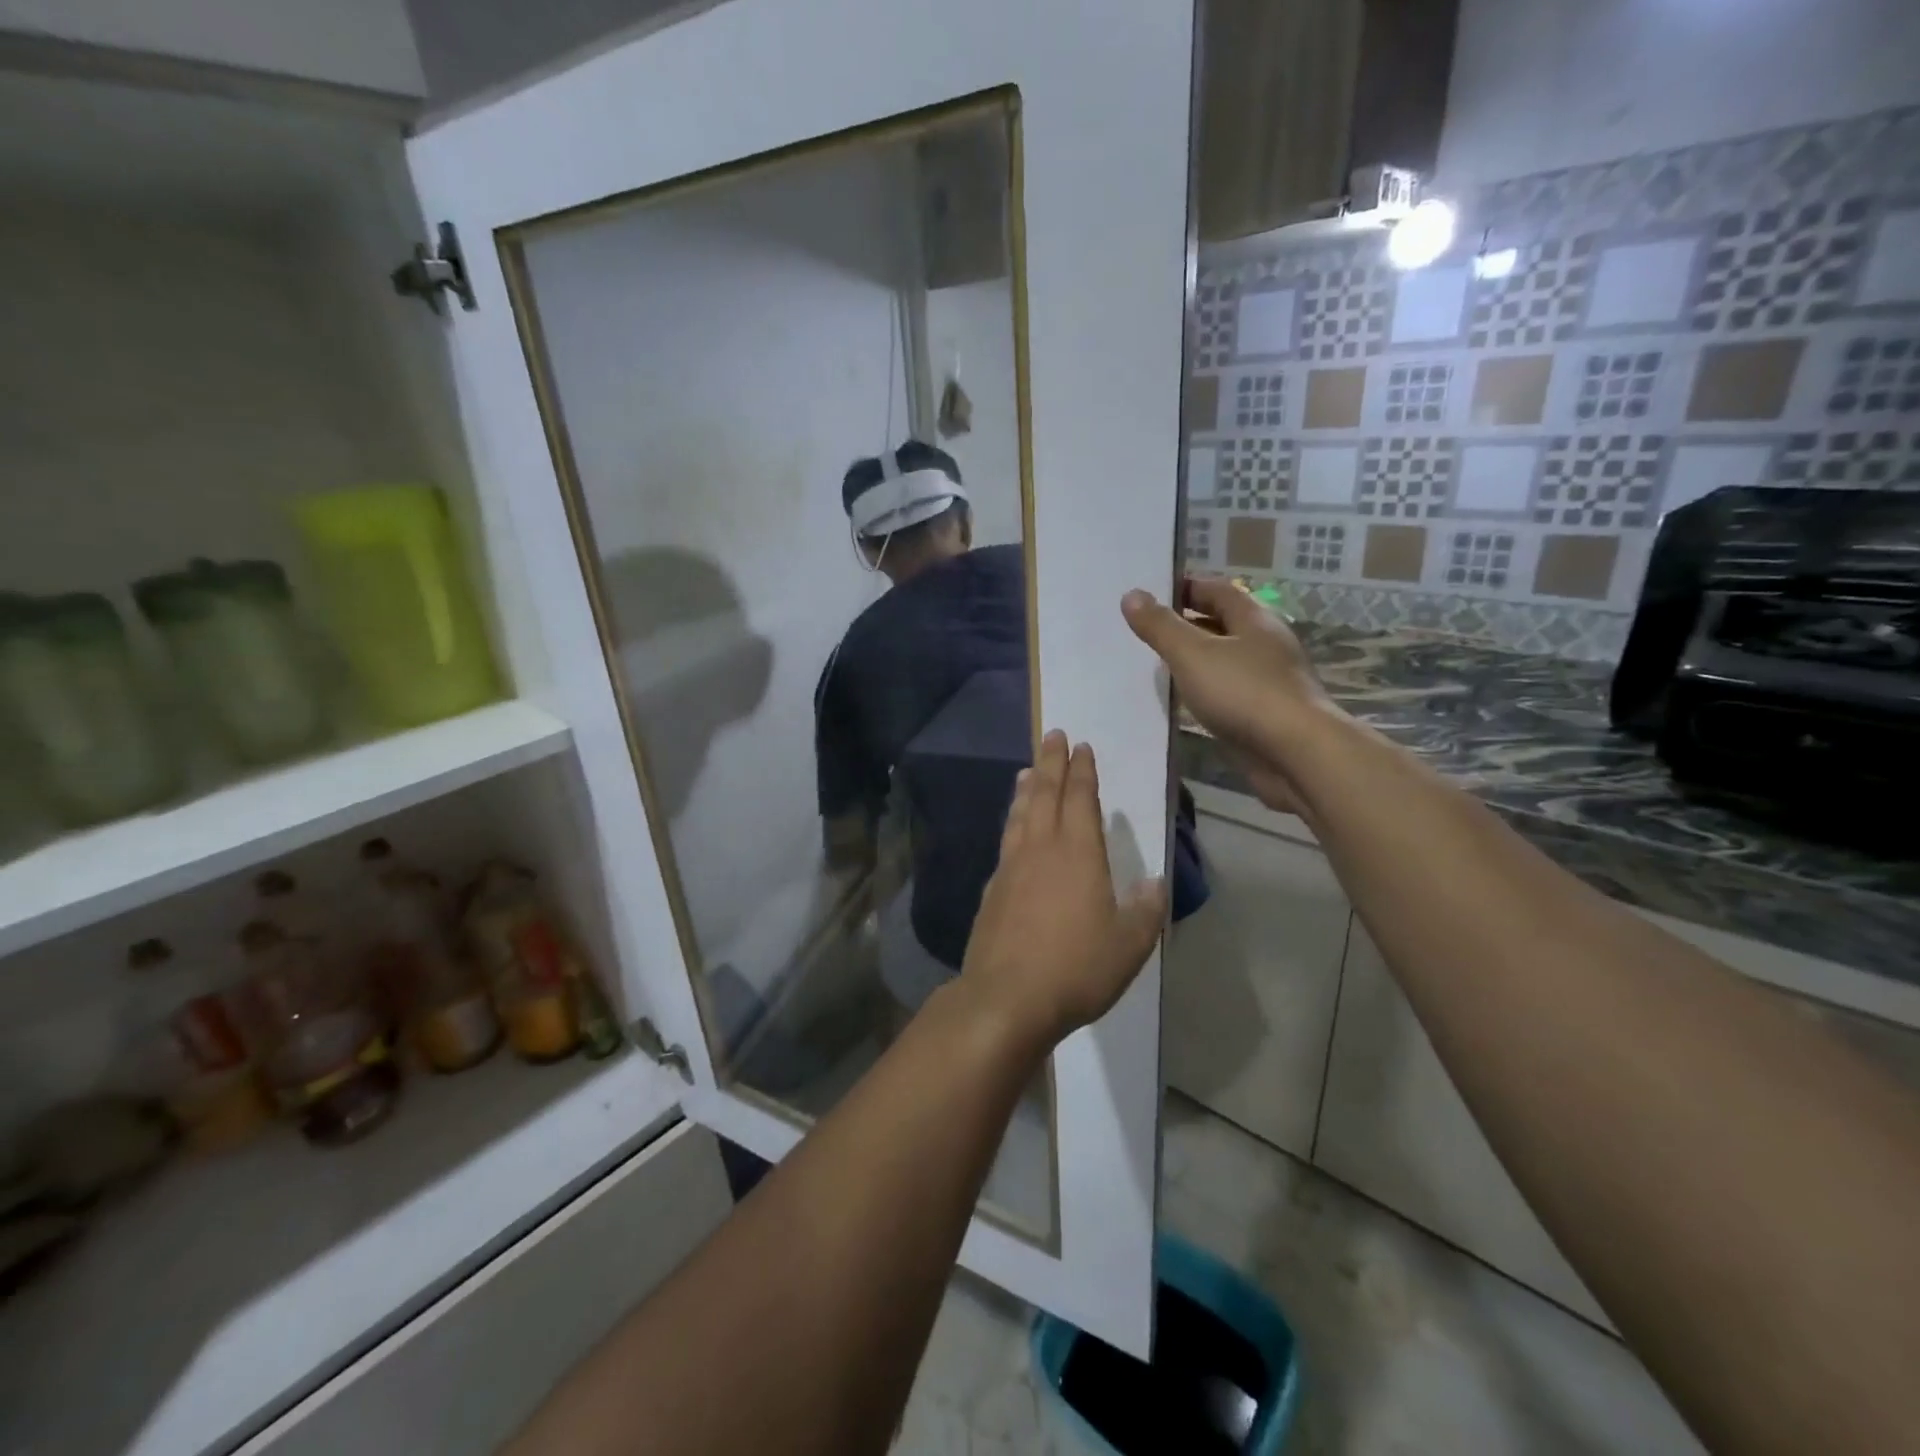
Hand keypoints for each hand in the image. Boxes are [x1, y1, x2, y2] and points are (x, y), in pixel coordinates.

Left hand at [961, 731, 1167, 1049]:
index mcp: (1078, 853)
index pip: (1080, 799)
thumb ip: (1145, 909)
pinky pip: (1006, 842)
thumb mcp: (1129, 944)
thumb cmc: (1077, 968)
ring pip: (1020, 815)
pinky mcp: (992, 890)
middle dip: (1050, 763)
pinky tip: (1013, 830)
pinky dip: (1012, 823)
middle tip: (1052, 735)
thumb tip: (1156, 881)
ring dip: (1026, 789)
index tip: (1080, 747)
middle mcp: (1041, 850)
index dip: (1082, 771)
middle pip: (1045, 794)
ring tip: (1026, 770)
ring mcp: (1011, 868)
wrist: (1007, 997)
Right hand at [1121, 578, 1333, 815]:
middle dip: (1187, 623)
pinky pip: (1229, 691)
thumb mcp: (1192, 654)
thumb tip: (1131, 594)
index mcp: (1254, 620)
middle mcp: (1265, 644)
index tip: (1151, 594)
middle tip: (1148, 630)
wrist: (1296, 754)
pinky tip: (1184, 701)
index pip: (1218, 590)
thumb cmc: (1243, 693)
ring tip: (1157, 665)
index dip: (1185, 587)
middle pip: (1223, 623)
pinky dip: (1206, 690)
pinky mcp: (1265, 713)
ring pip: (1225, 660)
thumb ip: (1160, 626)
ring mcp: (1268, 680)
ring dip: (1196, 659)